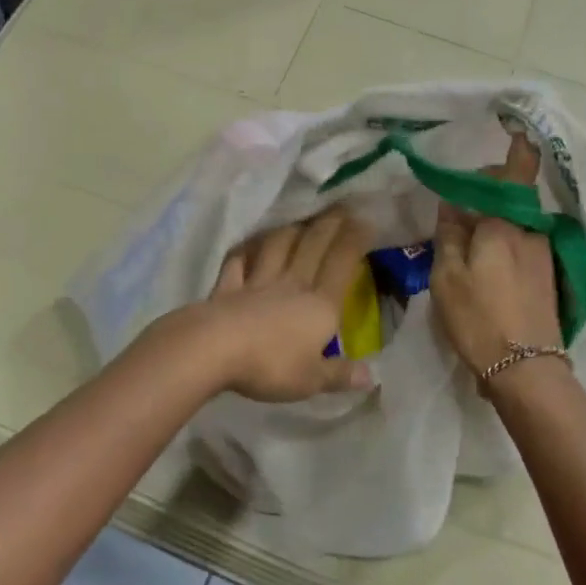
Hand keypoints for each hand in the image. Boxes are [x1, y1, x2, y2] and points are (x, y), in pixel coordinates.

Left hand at [196, 207, 373, 401]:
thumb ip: (340, 375)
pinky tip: (247, 244)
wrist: (214, 349)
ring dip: (289, 230)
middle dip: (329, 224)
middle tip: (340, 205)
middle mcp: (291, 285)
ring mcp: (256, 283)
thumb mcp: (311, 379)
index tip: (365, 220)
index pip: (342, 264)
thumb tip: (372, 376)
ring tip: (299, 220)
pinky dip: (244, 251)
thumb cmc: (270, 365)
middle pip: (312, 247)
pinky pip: (237, 263)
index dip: (355, 240)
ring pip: (276, 247)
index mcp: (319, 306)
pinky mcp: (227, 288)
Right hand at [430, 135, 562, 376]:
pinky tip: (484, 265)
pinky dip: (504, 242)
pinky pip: (522, 245)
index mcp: (507, 223)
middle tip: (456, 208)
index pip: (517, 171)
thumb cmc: (479, 319)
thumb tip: (453, 204)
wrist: (527, 370)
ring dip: (494, 221)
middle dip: (487, 192)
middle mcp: (532, 232)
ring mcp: (544, 256)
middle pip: (512, 197)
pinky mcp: (548, 278)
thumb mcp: (448, 277)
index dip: (518, 145)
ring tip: (465, 242)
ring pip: (516, 223)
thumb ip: (450, 235)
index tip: (513, 126)